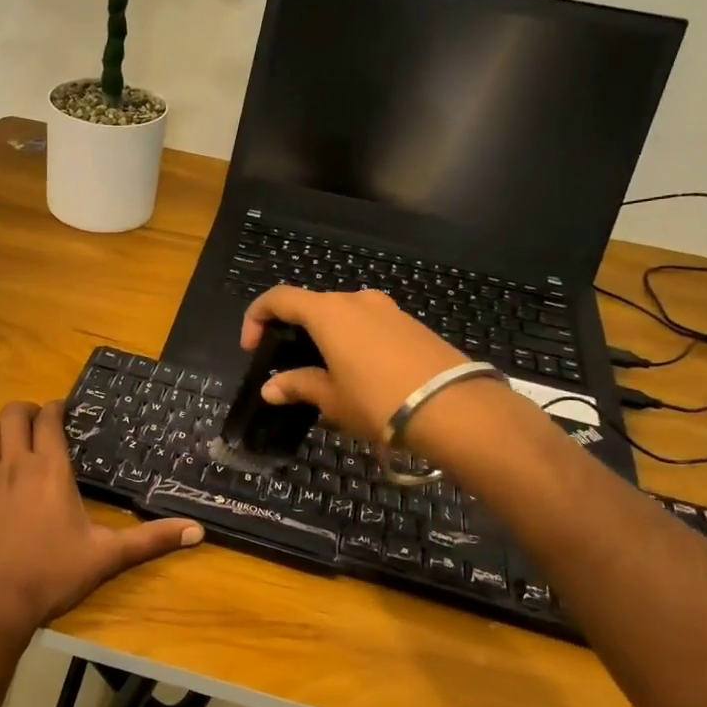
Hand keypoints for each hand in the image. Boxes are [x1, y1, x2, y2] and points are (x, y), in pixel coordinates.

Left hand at [0, 401, 202, 643]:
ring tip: (18, 437)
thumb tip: (198, 531)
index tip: (66, 410)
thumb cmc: (50, 576)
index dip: (56, 407)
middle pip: (12, 415)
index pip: (48, 419)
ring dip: (2, 426)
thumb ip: (151, 540)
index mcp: (49, 470)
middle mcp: (14, 465)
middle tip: (43, 422)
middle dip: (28, 410)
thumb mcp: (106, 557)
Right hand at [241, 287, 468, 444]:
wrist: (455, 409)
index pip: (279, 298)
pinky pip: (369, 326)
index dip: (256, 317)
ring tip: (325, 375)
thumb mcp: (331, 398)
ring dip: (325, 338)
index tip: (251, 348)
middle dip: (293, 331)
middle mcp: (357, 300)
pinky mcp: (412, 325)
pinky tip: (359, 375)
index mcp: (328, 312)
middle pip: (312, 306)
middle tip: (288, 366)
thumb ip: (298, 386)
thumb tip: (270, 388)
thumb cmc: (378, 400)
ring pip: (343, 316)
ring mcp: (388, 310)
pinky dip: (353, 342)